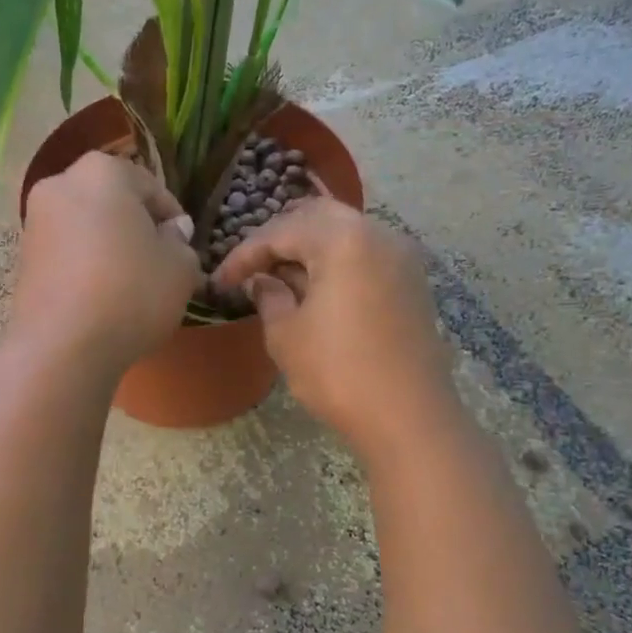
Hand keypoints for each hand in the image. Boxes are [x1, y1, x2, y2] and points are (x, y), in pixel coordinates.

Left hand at [15, 152, 201, 373]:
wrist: (63, 346)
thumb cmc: (131, 293)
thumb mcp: (180, 268)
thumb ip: (181, 243)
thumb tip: (171, 232)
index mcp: (103, 171)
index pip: (151, 187)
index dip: (173, 219)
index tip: (184, 249)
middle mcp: (61, 185)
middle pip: (112, 203)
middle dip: (135, 228)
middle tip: (157, 264)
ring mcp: (35, 222)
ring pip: (86, 228)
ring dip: (108, 248)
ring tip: (129, 286)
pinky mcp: (22, 259)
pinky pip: (66, 254)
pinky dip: (85, 268)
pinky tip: (100, 299)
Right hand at [213, 200, 456, 458]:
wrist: (408, 416)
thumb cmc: (338, 372)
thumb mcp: (286, 335)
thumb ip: (269, 297)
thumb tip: (261, 281)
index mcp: (342, 239)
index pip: (280, 232)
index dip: (244, 255)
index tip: (220, 282)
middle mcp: (377, 233)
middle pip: (317, 217)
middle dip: (279, 238)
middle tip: (252, 268)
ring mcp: (401, 256)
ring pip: (345, 232)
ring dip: (309, 248)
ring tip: (280, 279)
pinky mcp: (412, 281)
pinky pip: (365, 254)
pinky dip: (336, 261)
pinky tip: (316, 290)